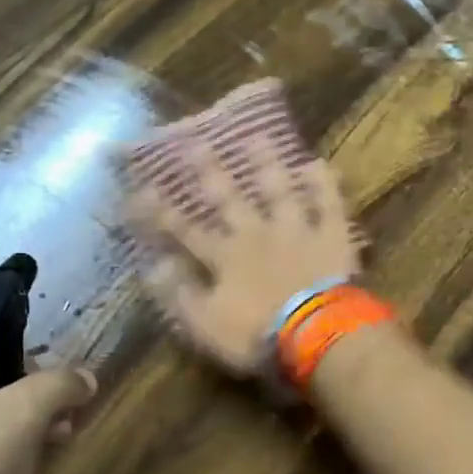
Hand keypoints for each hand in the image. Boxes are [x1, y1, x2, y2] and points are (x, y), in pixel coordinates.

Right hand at [126, 143, 361, 375]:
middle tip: (195, 142)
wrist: (316, 334)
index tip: (141, 188)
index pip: (185, 230)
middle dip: (209, 171)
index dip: (162, 211)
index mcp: (225, 257)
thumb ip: (179, 294)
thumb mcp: (206, 324)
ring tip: (258, 138)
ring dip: (267, 165)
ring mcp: (296, 231)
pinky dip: (324, 185)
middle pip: (229, 198)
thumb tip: (153, 266)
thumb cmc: (257, 335)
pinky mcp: (331, 236)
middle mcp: (256, 233)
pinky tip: (319, 163)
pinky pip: (328, 205)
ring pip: (279, 191)